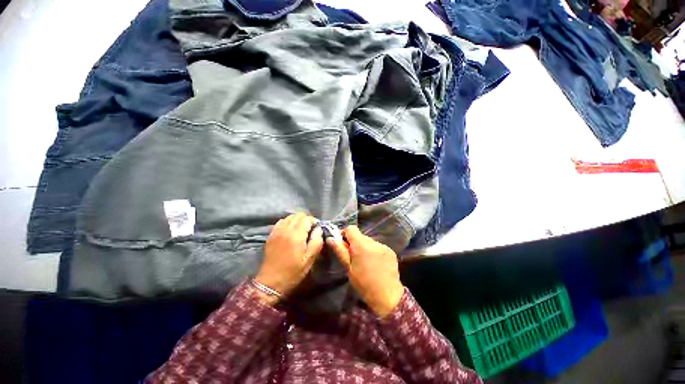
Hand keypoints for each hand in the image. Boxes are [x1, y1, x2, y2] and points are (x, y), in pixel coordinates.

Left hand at [254, 213, 322, 303]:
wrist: (270, 282)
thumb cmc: (293, 272)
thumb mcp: (309, 259)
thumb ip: (316, 241)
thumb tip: (319, 229)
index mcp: (296, 235)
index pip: (306, 218)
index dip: (314, 221)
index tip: (317, 229)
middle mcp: (285, 230)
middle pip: (298, 215)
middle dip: (306, 219)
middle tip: (311, 228)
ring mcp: (276, 231)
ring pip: (289, 217)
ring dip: (297, 220)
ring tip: (301, 229)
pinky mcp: (271, 235)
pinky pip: (281, 221)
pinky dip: (288, 222)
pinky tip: (291, 231)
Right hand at [327, 226, 403, 317]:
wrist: (387, 296)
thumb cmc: (364, 284)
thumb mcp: (348, 268)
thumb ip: (340, 251)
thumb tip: (330, 238)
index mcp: (361, 245)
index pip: (351, 228)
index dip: (344, 234)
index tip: (342, 244)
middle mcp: (373, 241)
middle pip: (360, 235)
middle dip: (354, 243)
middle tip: (352, 256)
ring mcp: (383, 245)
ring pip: (369, 241)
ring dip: (364, 247)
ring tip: (364, 261)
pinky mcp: (390, 250)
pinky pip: (378, 246)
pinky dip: (374, 251)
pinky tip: (374, 263)